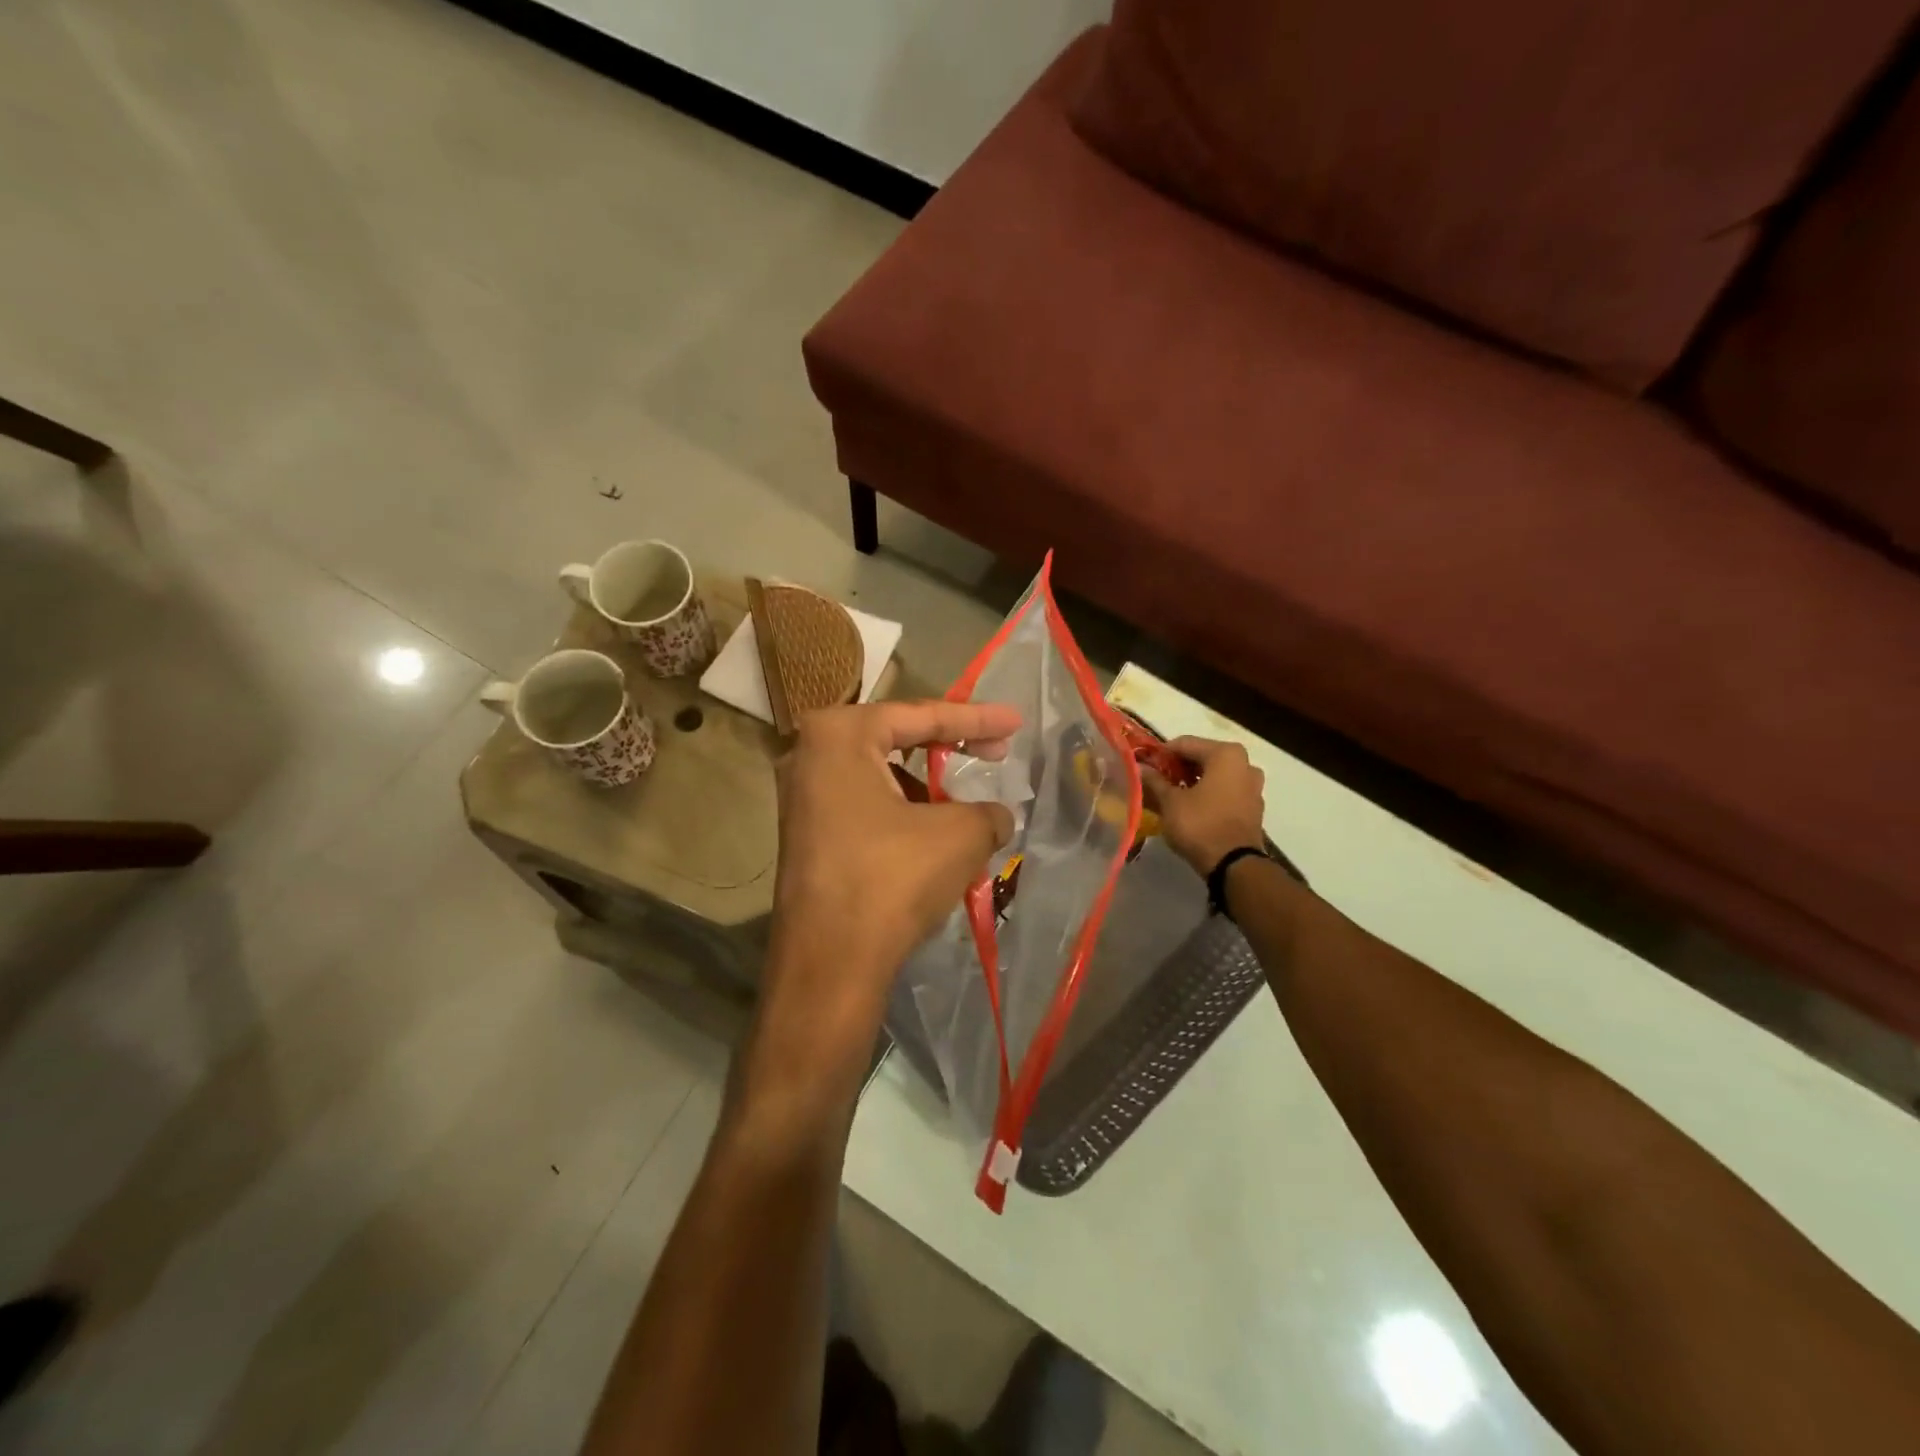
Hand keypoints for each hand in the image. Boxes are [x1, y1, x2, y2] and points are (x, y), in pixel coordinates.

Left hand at [752, 701, 1017, 1088]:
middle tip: (996, 753)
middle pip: (897, 738)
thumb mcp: (960, 835)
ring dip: (928, 788)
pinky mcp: (805, 835)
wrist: (830, 964)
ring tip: (968, 811)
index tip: (1015, 723)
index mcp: (840, 734)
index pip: (921, 715)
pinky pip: (865, 806)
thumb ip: (988, 812)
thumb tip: (998, 816)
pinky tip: (935, 841)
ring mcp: (801, 797)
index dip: (976, 718)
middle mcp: (809, 754)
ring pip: (881, 777)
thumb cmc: (892, 879)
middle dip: (949, 746)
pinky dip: (904, 814)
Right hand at [1141, 736, 1267, 875]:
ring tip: (1171, 795)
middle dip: (1177, 768)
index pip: (1184, 744)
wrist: (1234, 864)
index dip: (1161, 754)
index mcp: (1225, 754)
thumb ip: (1154, 781)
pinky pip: (1225, 791)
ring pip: (1214, 775)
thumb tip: (1139, 768)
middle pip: (1202, 757)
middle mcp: (1244, 763)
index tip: (1144, 766)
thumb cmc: (1200, 825)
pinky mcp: (1253, 806)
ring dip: (1192, 781)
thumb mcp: (1170, 802)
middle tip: (1156, 781)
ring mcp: (1252, 786)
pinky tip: (1190, 807)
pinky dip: (1207, 794)